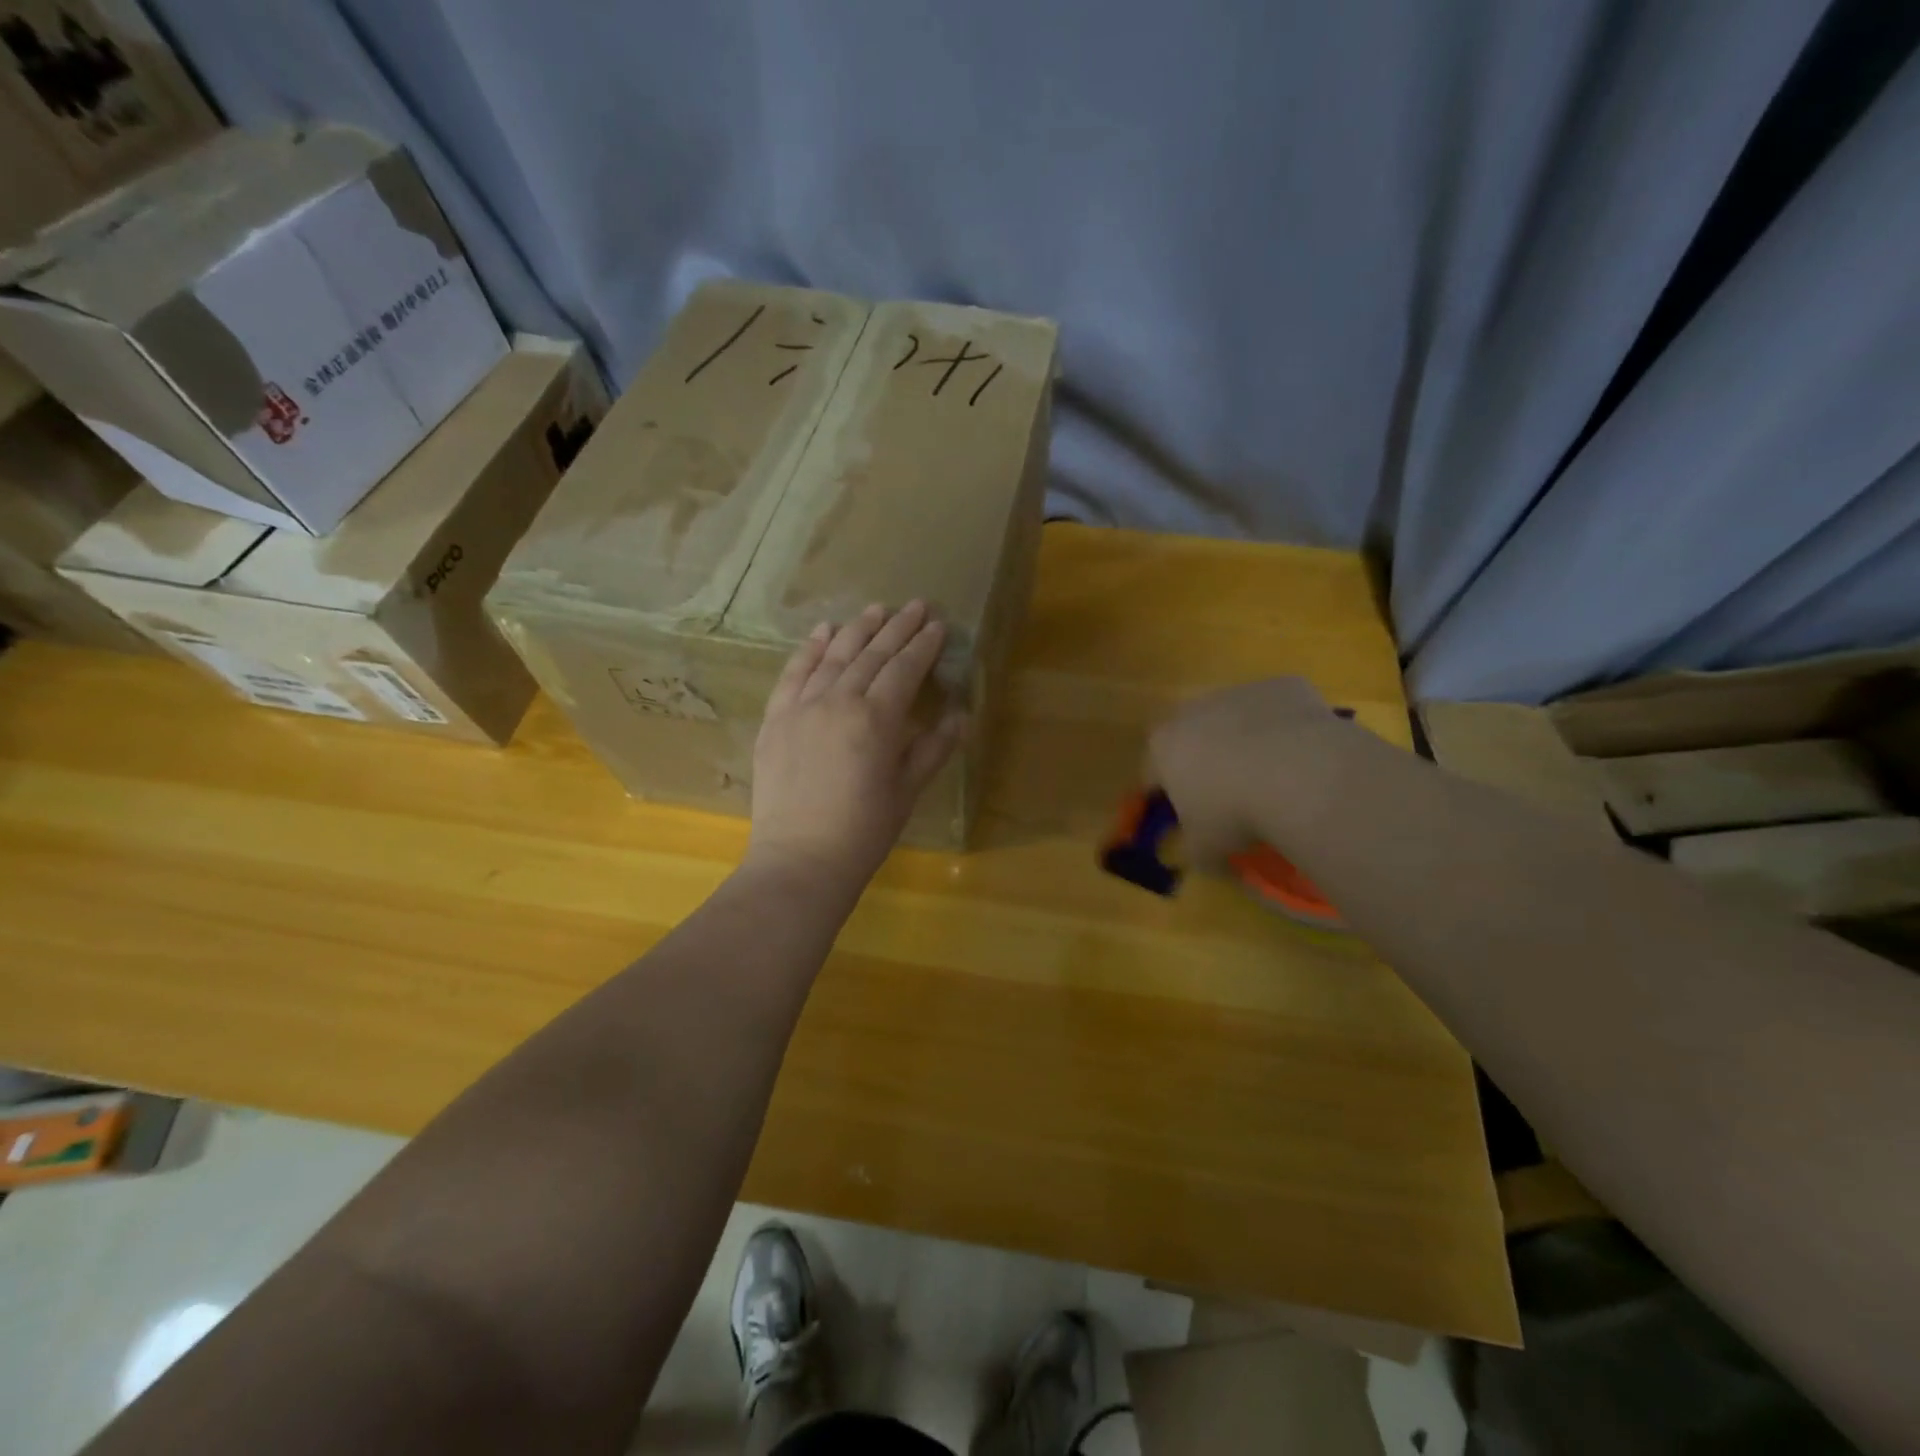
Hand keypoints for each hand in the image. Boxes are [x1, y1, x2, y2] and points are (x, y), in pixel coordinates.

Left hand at [748, 601, 967, 888]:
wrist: (800, 860)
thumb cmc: (864, 832)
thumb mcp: (907, 791)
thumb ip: (933, 748)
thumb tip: (961, 714)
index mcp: (876, 719)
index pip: (904, 669)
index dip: (923, 646)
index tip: (937, 624)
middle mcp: (838, 701)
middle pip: (871, 654)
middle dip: (896, 628)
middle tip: (915, 605)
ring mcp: (801, 707)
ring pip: (833, 656)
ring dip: (857, 630)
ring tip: (875, 609)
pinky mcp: (775, 719)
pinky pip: (793, 674)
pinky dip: (809, 650)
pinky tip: (822, 631)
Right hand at [1148, 677, 1351, 870]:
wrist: (1301, 773)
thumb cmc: (1235, 813)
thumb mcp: (1204, 848)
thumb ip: (1192, 850)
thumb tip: (1195, 854)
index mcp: (1163, 746)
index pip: (1152, 773)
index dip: (1167, 798)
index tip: (1186, 819)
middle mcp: (1194, 710)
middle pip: (1193, 738)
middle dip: (1206, 763)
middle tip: (1231, 797)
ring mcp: (1240, 692)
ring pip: (1237, 720)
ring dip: (1247, 742)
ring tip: (1276, 779)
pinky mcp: (1283, 686)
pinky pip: (1279, 711)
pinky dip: (1286, 730)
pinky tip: (1305, 758)